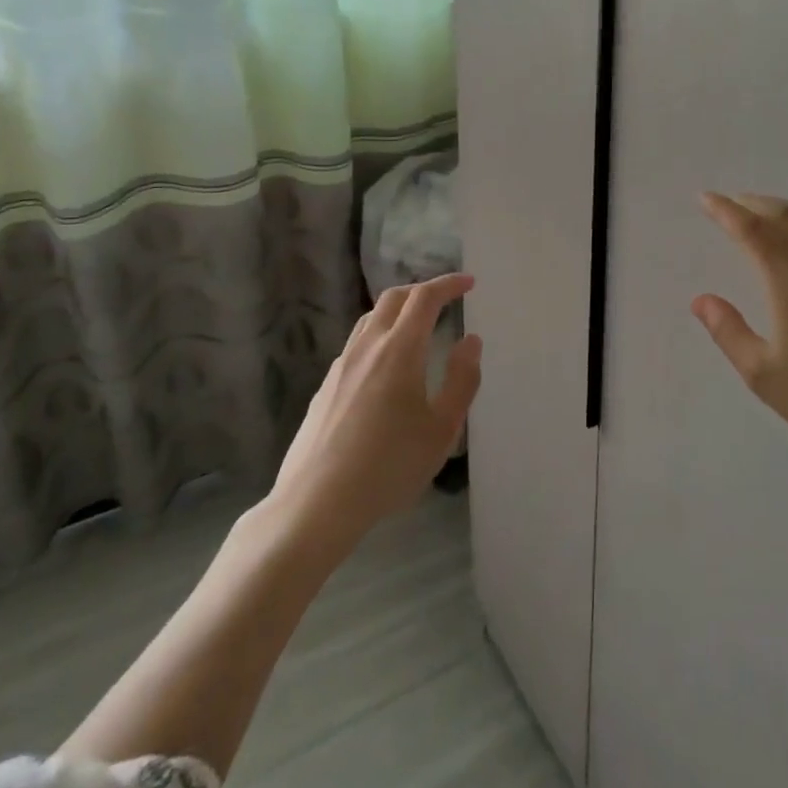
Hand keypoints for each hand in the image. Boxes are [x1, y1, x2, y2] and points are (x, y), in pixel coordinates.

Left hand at [271, 274, 481, 552]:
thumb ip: (462, 380)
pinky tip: (387, 366)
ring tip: (418, 327)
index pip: (424, 298)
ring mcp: (341, 365)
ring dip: (398, 310)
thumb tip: (470, 341)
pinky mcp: (326, 386)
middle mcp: (367, 346)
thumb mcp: (441, 430)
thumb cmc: (389, 466)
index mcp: (399, 350)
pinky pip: (357, 344)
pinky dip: (380, 335)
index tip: (469, 283)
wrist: (316, 503)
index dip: (448, 284)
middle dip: (422, 290)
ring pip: (371, 318)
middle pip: (393, 298)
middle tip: (446, 299)